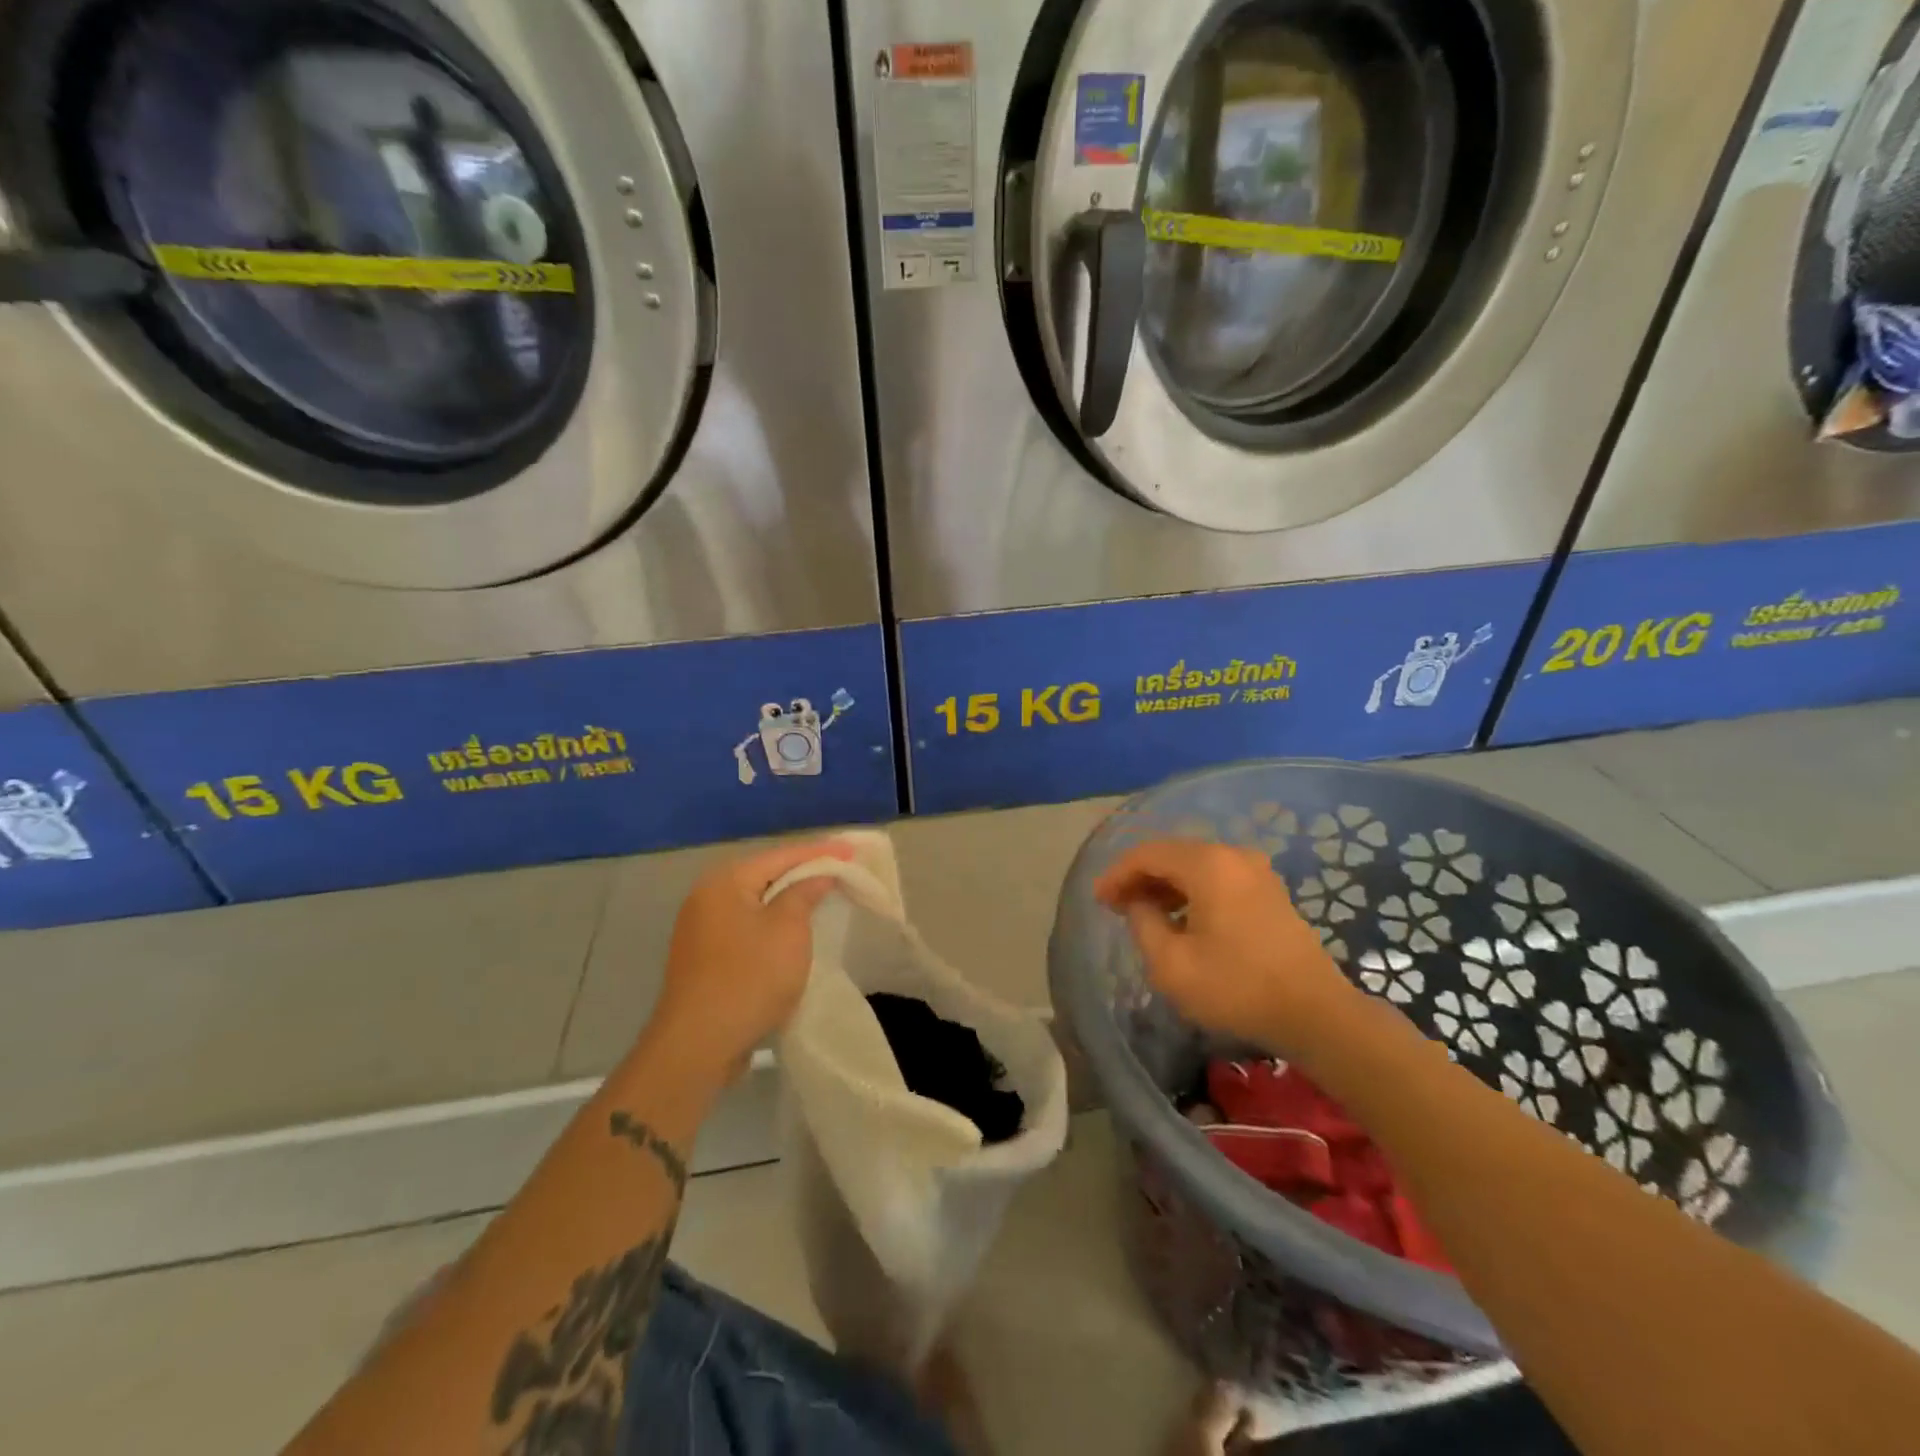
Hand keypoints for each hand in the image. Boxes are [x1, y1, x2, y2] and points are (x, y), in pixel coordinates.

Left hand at [643, 838, 853, 1082]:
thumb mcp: (788, 930)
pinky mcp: (703, 958)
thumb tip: (817, 875)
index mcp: (725, 882)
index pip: (781, 856)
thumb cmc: (749, 978)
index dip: (820, 852)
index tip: (853, 851)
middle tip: (840, 871)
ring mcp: (700, 929)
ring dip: (787, 901)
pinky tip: (791, 932)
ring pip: (755, 903)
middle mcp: (707, 897)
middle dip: (803, 873)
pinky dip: (771, 924)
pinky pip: (746, 927)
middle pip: (765, 876)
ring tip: (822, 898)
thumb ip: (804, 893)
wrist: (698, 1045)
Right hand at [1094, 839, 1357, 1051]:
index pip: (1147, 854)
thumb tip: (1139, 904)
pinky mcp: (1269, 892)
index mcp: (1208, 864)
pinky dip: (1191, 892)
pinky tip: (1179, 919)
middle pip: (1173, 854)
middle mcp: (1233, 855)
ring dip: (1165, 885)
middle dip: (1140, 877)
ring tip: (1141, 913)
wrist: (1316, 1014)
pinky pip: (1218, 878)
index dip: (1117, 873)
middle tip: (1115, 904)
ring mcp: (1256, 871)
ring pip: (1196, 866)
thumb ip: (1143, 923)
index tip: (1098, 900)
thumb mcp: (1171, 964)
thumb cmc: (1237, 987)